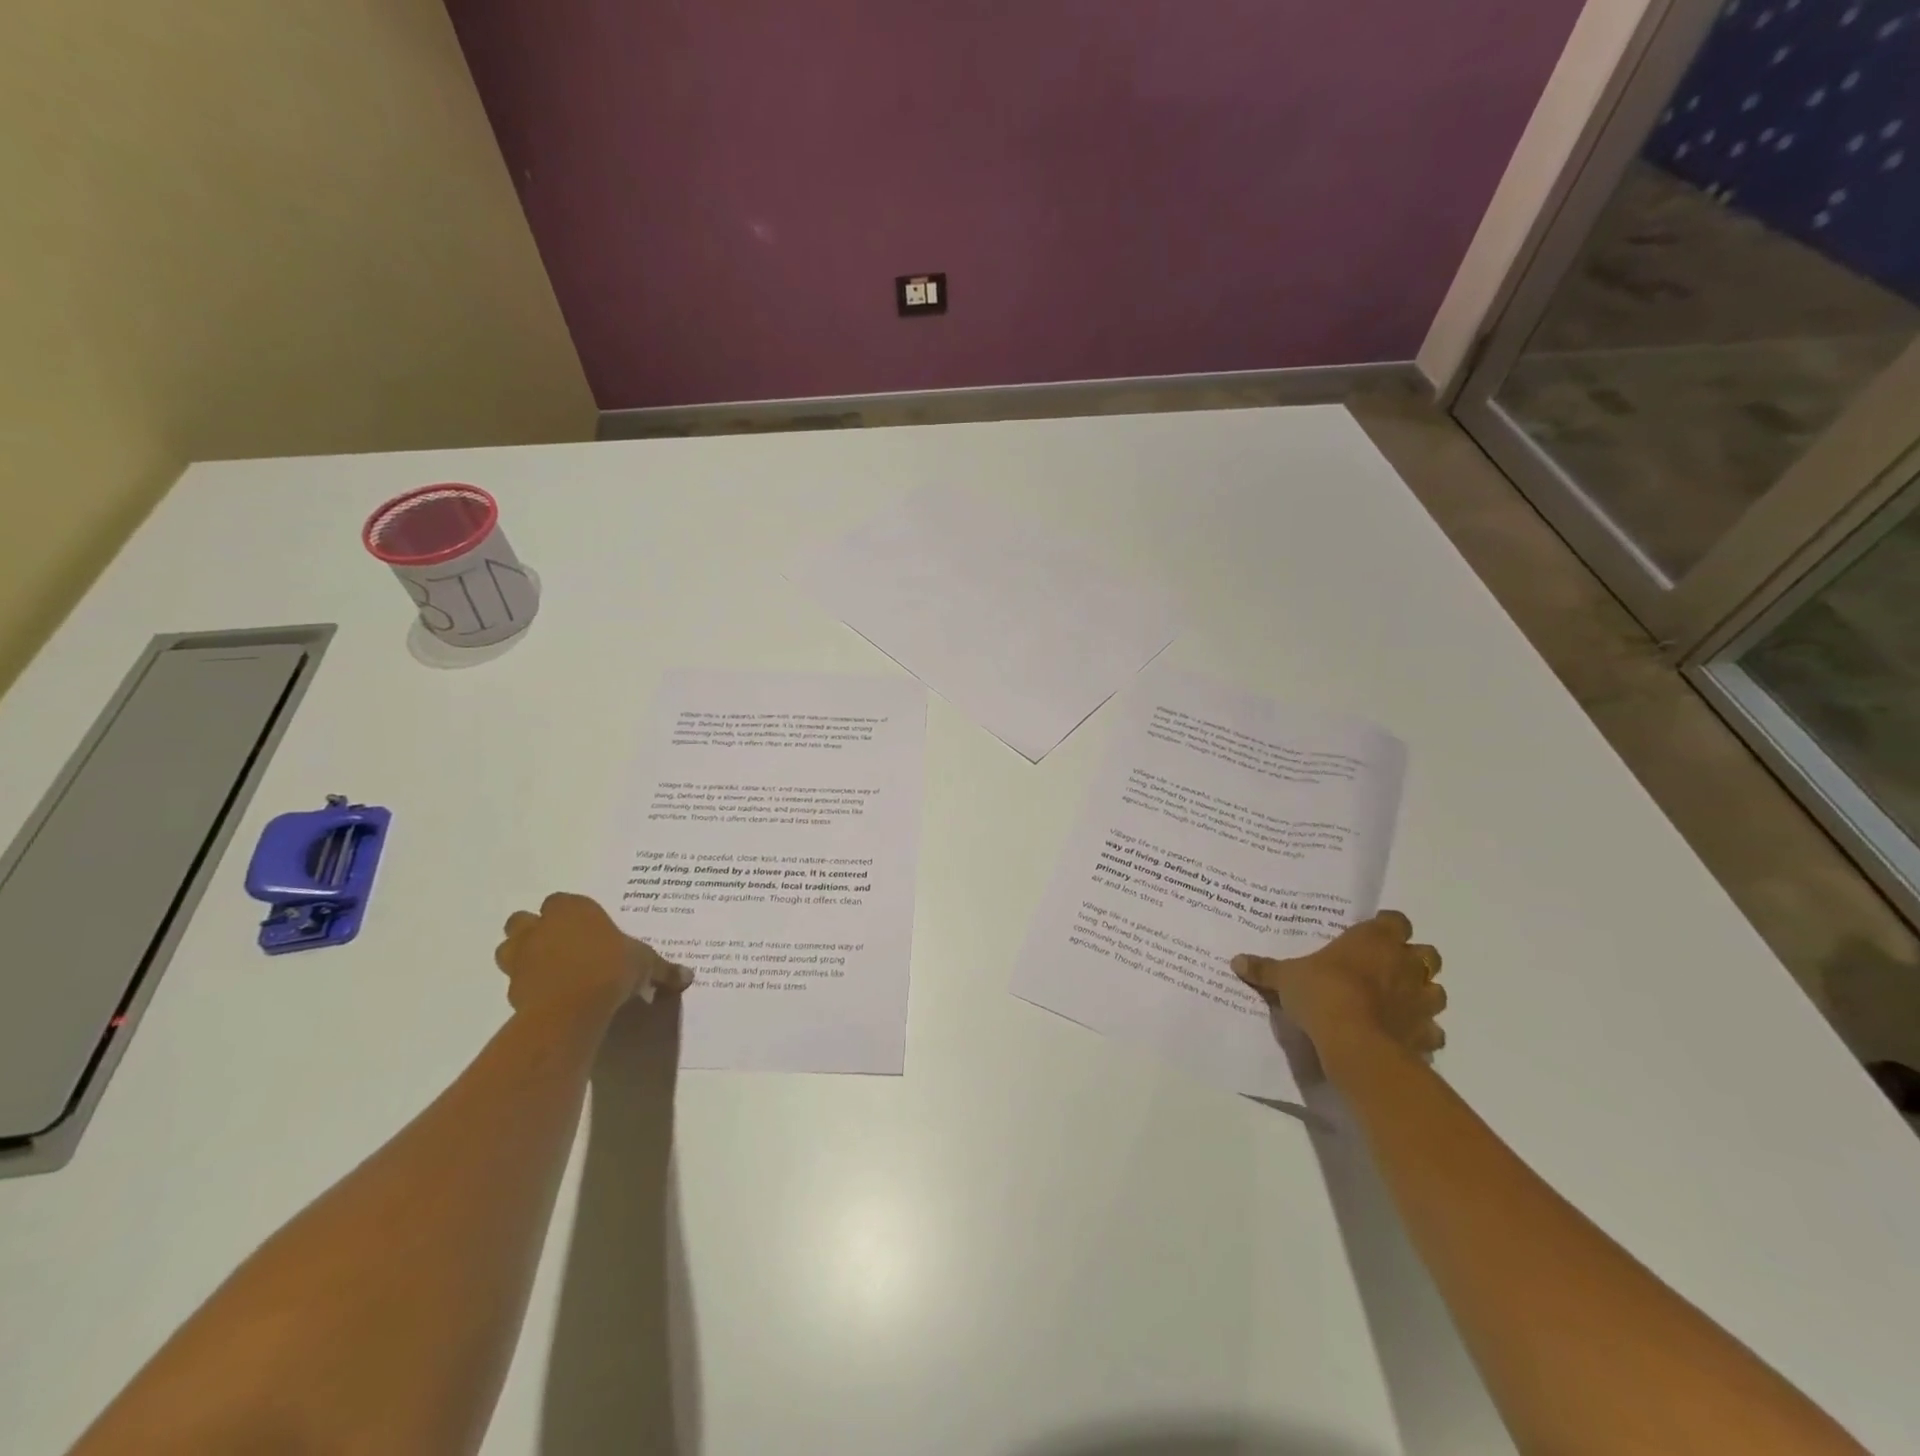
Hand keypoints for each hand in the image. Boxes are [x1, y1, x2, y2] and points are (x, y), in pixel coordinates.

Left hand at [494, 892, 691, 1020]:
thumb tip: (688, 976)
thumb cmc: (611, 968)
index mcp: (572, 909)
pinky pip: (516, 982)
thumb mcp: (646, 964)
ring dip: (523, 955)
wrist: (572, 1008)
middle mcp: (541, 927)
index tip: (587, 927)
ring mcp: (522, 958)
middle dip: (536, 930)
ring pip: (510, 948)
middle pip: (524, 920)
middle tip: (561, 945)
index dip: (571, 913)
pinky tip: (549, 996)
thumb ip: (662, 969)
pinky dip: (528, 986)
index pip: (561, 900)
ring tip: (549, 969)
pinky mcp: (512, 989)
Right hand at [1233, 910, 1444, 1077]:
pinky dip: (1421, 1031)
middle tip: (1385, 968)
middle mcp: (1405, 964)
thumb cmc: (1322, 993)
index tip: (1370, 935)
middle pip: (1426, 953)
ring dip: (1421, 994)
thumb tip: (1236, 960)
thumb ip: (1265, 969)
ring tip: (1397, 1002)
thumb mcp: (1285, 978)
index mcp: (1375, 940)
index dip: (1386, 927)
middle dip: (1411, 959)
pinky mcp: (1427, 1033)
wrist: (1355, 1042)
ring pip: (1436, 990)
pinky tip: (1401, 1035)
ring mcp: (1422, 1000)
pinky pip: (1432, 1030)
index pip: (1395, 920)